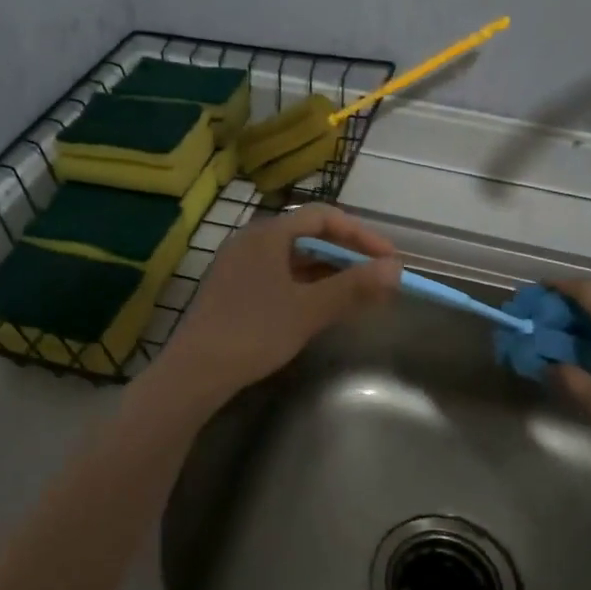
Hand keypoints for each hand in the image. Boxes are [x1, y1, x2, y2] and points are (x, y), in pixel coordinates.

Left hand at [156, 205, 400, 399]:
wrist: (195, 372)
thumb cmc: (254, 331)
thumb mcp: (309, 309)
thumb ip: (353, 286)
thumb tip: (395, 269)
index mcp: (268, 234)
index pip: (323, 217)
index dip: (361, 234)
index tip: (388, 259)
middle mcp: (251, 241)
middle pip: (308, 235)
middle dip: (347, 253)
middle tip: (377, 276)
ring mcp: (239, 266)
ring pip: (294, 258)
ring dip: (328, 272)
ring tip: (357, 294)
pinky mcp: (233, 290)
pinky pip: (279, 276)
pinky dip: (306, 286)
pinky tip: (321, 307)